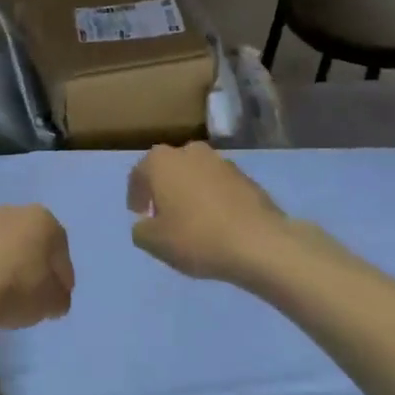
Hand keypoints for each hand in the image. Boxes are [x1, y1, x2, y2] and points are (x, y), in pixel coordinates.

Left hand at [0, 205, 73, 333]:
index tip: (58, 300)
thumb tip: (55, 297)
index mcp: (45, 220)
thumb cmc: (20, 289)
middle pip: (35, 246)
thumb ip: (61, 297)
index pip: (62, 254)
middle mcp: (17, 212)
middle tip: (38, 297)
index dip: (63, 280)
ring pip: (10, 249)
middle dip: (38, 269)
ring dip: (14, 268)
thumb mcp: (54, 302)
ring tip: (12, 297)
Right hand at [128, 142, 288, 283]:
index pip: (138, 174)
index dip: (135, 196)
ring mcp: (221, 161)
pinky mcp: (246, 176)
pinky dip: (212, 199)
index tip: (139, 215)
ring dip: (189, 192)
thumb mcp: (153, 242)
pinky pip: (218, 186)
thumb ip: (140, 230)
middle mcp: (189, 151)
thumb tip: (145, 224)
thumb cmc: (196, 237)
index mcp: (161, 161)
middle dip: (163, 190)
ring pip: (194, 175)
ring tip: (191, 220)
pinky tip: (216, 222)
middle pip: (168, 170)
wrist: (259, 243)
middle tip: (162, 216)